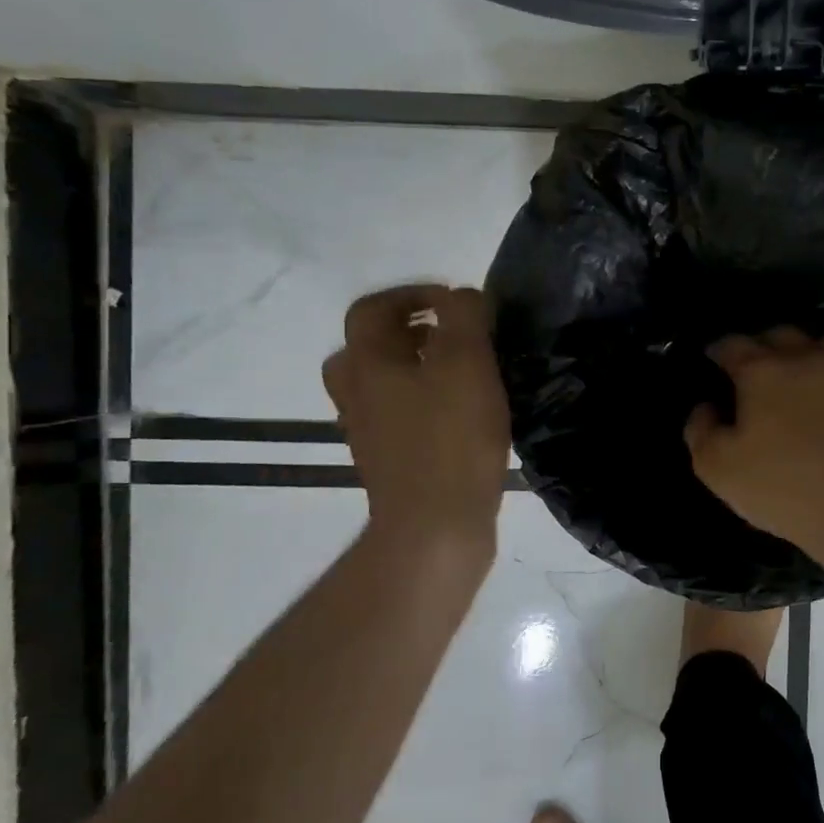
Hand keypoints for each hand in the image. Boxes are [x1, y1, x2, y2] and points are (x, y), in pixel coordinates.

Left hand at [323, 284, 510, 551]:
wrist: (434, 528)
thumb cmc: (450, 439)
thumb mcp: (466, 363)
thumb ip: (465, 317)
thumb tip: (463, 298)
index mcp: (367, 363)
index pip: (372, 309)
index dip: (410, 294)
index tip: (453, 302)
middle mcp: (357, 394)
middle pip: (368, 347)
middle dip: (410, 332)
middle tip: (451, 336)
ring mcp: (369, 431)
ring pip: (383, 383)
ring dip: (416, 368)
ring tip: (462, 373)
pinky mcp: (389, 461)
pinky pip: (399, 415)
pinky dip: (423, 402)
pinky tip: (462, 414)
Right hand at [685, 328, 823, 560]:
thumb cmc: (785, 486)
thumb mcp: (719, 468)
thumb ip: (701, 431)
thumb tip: (706, 407)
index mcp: (762, 370)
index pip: (732, 344)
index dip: (718, 350)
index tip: (712, 359)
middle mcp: (806, 359)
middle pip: (780, 335)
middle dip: (762, 346)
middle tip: (753, 369)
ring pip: (823, 346)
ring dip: (805, 354)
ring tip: (798, 378)